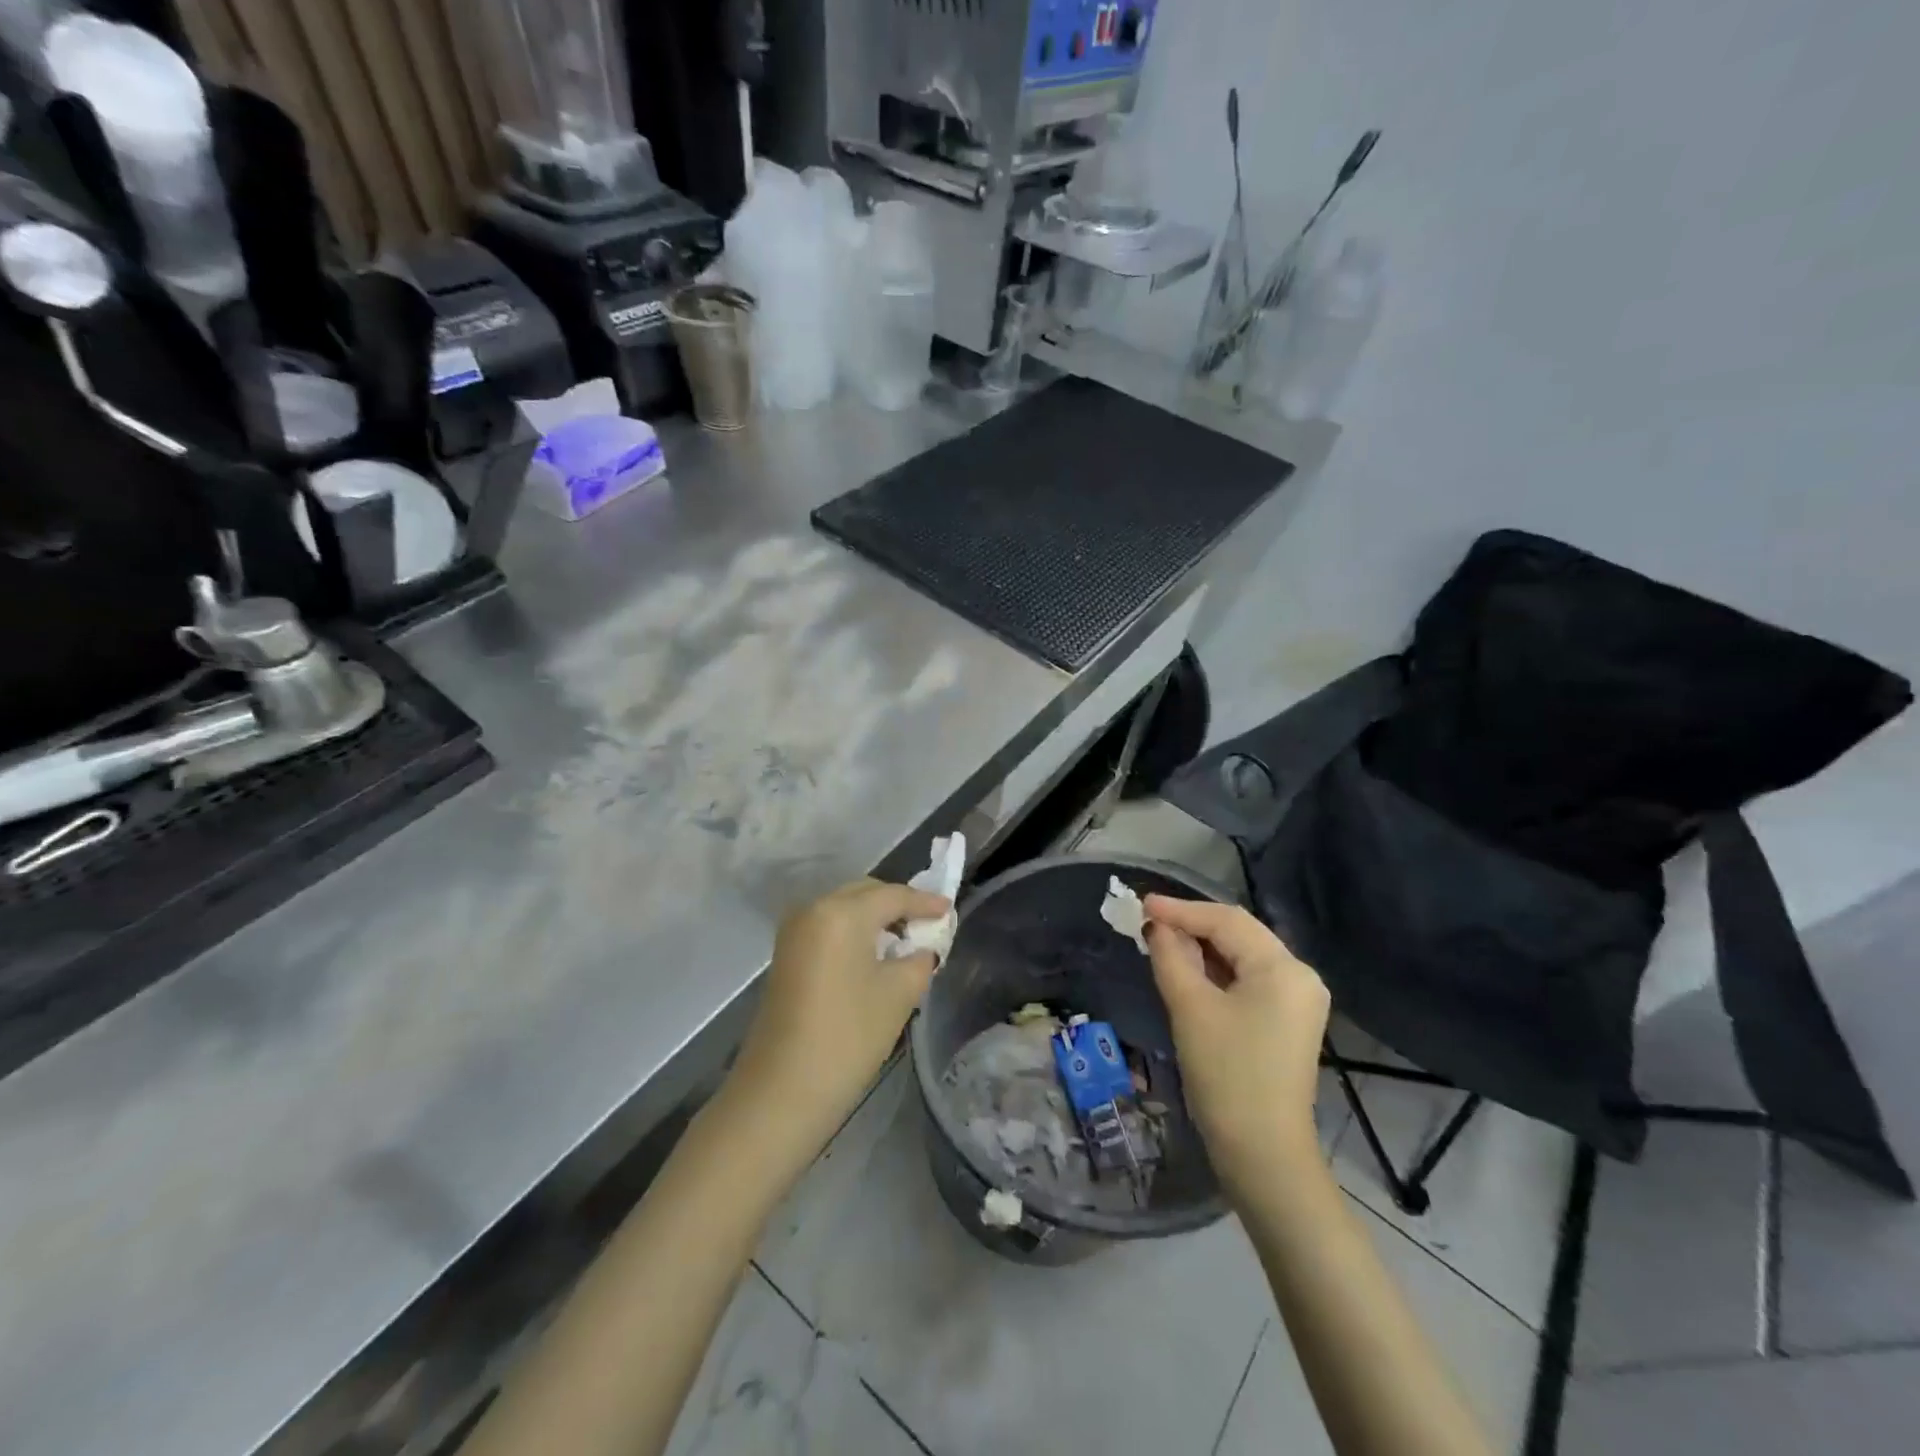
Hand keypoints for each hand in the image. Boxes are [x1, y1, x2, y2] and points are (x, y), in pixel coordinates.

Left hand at [730, 879, 950, 1140]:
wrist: (783, 1090)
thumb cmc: (849, 1036)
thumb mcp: (900, 993)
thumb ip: (920, 959)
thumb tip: (922, 948)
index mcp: (842, 912)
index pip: (893, 895)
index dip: (924, 902)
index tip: (949, 909)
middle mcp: (813, 909)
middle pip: (864, 893)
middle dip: (897, 905)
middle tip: (927, 924)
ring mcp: (794, 932)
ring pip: (844, 909)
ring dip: (874, 918)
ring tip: (904, 940)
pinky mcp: (786, 955)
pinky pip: (828, 927)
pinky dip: (853, 932)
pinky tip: (873, 954)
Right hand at [1143, 896, 1330, 1195]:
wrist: (1262, 1153)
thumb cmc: (1226, 1074)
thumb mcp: (1190, 1008)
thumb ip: (1171, 956)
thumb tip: (1156, 926)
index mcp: (1284, 968)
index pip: (1227, 921)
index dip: (1181, 909)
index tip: (1142, 903)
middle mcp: (1299, 976)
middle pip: (1239, 934)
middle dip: (1192, 925)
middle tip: (1148, 921)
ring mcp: (1298, 1000)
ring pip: (1243, 956)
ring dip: (1202, 947)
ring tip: (1161, 941)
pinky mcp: (1288, 1021)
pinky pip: (1248, 980)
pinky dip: (1216, 971)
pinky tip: (1187, 969)